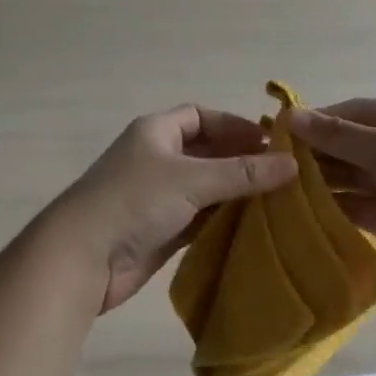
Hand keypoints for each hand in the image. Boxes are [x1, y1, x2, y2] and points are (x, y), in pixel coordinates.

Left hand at [48, 105, 297, 312]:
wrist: (82, 258)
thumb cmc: (135, 201)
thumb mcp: (192, 179)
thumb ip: (242, 173)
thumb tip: (292, 163)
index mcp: (157, 131)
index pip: (201, 116)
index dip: (234, 125)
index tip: (270, 142)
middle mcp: (157, 158)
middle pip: (206, 152)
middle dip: (241, 161)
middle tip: (282, 175)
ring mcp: (158, 196)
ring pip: (205, 188)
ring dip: (235, 193)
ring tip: (278, 202)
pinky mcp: (160, 230)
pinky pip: (199, 218)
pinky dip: (223, 220)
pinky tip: (253, 227)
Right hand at [289, 99, 375, 300]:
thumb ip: (338, 135)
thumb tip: (292, 115)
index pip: (358, 111)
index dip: (322, 118)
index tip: (284, 129)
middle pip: (354, 144)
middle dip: (319, 151)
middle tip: (276, 159)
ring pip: (354, 176)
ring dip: (323, 180)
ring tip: (282, 183)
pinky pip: (359, 206)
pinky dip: (335, 206)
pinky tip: (303, 208)